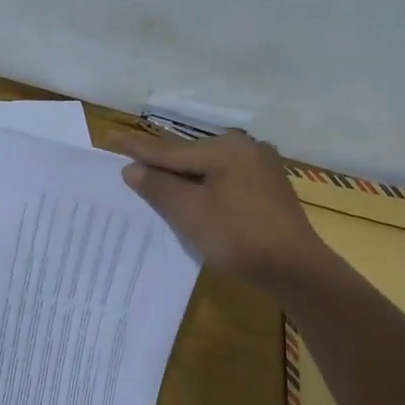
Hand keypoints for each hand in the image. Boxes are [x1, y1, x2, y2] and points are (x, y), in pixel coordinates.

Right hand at [107, 129, 329, 291]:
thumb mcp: (190, 213)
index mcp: (224, 149)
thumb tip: (132, 169)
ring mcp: (261, 166)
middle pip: (190, 157)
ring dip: (184, 179)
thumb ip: (158, 187)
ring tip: (158, 184)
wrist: (294, 268)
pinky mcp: (269, 187)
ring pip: (209, 169)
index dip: (137, 149)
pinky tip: (197, 199)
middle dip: (162, 165)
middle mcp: (245, 148)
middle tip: (131, 166)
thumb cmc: (237, 237)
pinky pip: (226, 180)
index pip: (169, 150)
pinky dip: (206, 189)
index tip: (109, 137)